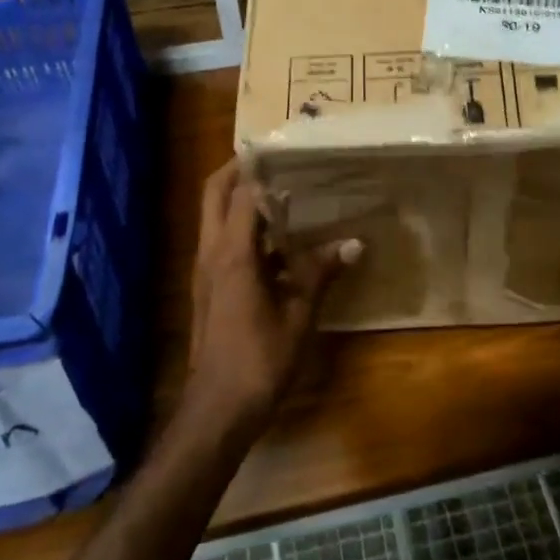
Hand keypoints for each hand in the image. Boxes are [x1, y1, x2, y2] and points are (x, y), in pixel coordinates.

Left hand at [184, 160, 362, 441]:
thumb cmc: (259, 360)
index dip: (261, 168)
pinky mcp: (207, 288)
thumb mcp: (299, 315)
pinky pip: (222, 243)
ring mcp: (205, 272)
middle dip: (238, 171)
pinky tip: (278, 243)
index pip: (243, 194)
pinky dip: (244, 230)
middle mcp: (212, 254)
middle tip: (273, 160)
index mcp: (233, 254)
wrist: (217, 410)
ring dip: (241, 200)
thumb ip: (321, 274)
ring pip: (215, 218)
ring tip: (282, 193)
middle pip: (215, 195)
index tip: (285, 150)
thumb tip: (354, 244)